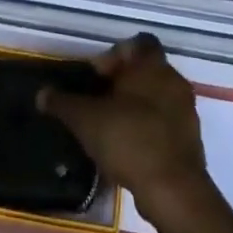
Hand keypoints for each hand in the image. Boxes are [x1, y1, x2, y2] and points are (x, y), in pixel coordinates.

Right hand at [38, 35, 212, 228]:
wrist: (173, 190)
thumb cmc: (129, 139)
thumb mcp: (85, 119)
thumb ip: (62, 103)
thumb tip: (42, 93)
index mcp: (152, 65)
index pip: (137, 42)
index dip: (115, 55)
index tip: (97, 76)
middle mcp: (173, 79)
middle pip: (145, 70)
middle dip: (121, 82)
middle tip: (97, 102)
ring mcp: (186, 110)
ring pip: (155, 96)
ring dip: (134, 106)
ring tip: (109, 127)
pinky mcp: (190, 138)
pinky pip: (164, 121)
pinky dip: (147, 128)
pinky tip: (127, 148)